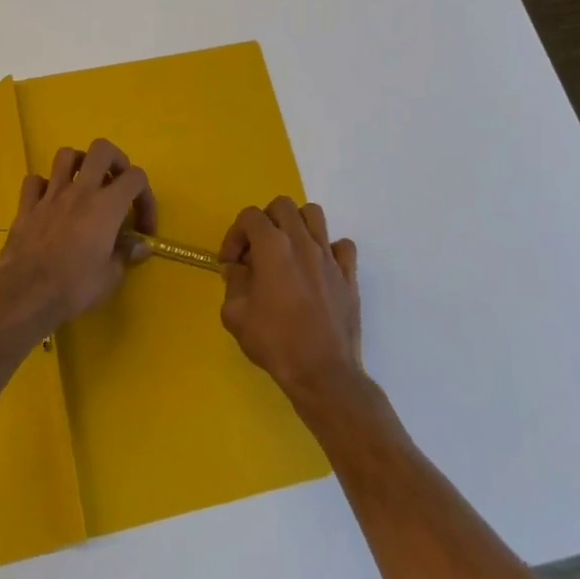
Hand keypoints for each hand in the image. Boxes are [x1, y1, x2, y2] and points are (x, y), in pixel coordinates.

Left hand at [0, 139, 154, 329]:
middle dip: (115, 160)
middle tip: (117, 184)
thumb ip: (126, 254)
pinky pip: (34, 181)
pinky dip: (44, 186)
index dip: (146, 197)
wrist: (26, 295)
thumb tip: (140, 246)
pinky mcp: (26, 207)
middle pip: (102, 149)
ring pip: (66, 155)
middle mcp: (80, 191)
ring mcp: (50, 195)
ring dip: (79, 164)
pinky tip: (50, 202)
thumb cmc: (74, 287)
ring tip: (84, 184)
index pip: (136, 177)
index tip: (142, 227)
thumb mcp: (111, 277)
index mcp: (106, 205)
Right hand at [219, 198, 361, 407]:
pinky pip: (342, 246)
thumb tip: (237, 269)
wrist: (322, 373)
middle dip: (264, 222)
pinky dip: (329, 250)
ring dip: (296, 226)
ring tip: (287, 251)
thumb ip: (233, 283)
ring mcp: (329, 256)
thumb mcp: (235, 315)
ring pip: (314, 215)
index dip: (234, 235)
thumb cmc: (275, 342)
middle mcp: (302, 241)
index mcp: (272, 246)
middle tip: (257, 252)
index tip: (230, 263)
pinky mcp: (349, 274)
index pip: (250, 216)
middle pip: (282, 206)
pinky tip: (318, 269)